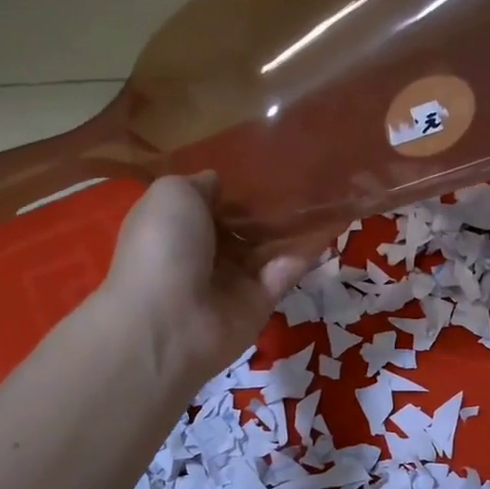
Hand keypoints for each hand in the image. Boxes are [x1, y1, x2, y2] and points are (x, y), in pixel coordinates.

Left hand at [102, 174, 317, 386]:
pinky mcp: (260, 303)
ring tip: (321, 197)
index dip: (230, 189)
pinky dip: (304, 254)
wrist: (169, 322)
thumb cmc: (163, 248)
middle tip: (300, 179)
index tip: (261, 166)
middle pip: (241, 227)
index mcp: (175, 228)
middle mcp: (203, 254)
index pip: (208, 206)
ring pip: (266, 249)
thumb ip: (199, 184)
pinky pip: (284, 273)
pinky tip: (326, 229)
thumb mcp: (171, 195)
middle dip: (265, 208)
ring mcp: (232, 281)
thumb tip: (218, 182)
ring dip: (289, 228)